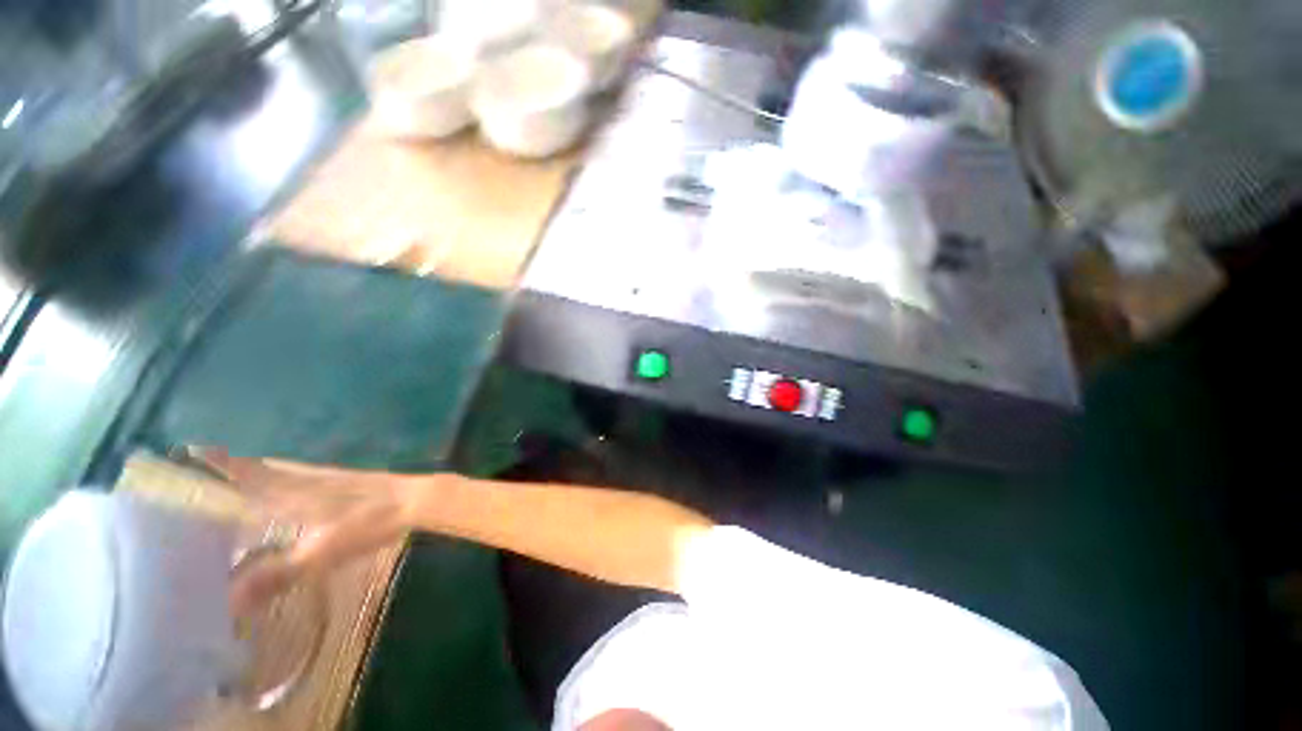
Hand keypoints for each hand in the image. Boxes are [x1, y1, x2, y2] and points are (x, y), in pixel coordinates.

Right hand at [196, 448, 426, 580]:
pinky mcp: (346, 479)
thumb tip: (228, 602)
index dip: (218, 463)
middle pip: (263, 467)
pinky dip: (285, 474)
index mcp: (293, 492)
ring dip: (258, 468)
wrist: (415, 499)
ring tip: (235, 474)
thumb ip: (275, 575)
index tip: (187, 450)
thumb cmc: (369, 523)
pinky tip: (290, 485)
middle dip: (232, 465)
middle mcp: (306, 478)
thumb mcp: (321, 553)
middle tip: (202, 465)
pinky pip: (304, 473)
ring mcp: (329, 475)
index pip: (247, 473)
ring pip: (284, 468)